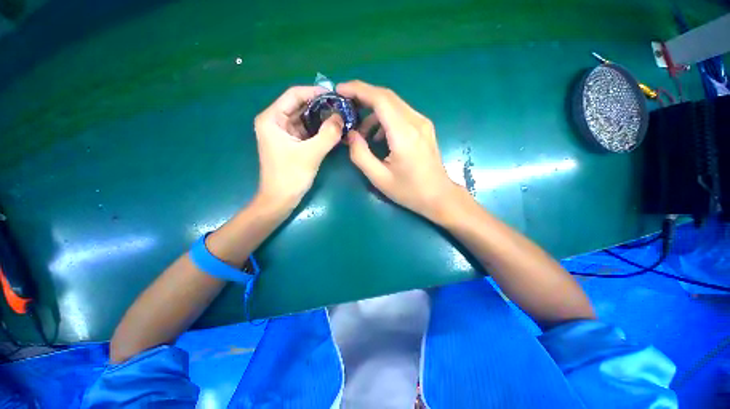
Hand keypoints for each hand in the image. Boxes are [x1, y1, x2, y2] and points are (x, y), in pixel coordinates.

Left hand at [254, 86, 342, 209]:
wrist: (280, 200)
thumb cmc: (290, 176)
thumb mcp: (311, 154)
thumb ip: (327, 134)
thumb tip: (341, 117)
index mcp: (272, 119)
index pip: (294, 95)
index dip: (315, 92)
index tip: (335, 95)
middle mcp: (275, 122)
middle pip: (300, 106)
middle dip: (321, 107)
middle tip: (342, 108)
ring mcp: (283, 133)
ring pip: (305, 119)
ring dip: (322, 119)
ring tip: (340, 118)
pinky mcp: (291, 144)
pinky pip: (307, 131)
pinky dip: (319, 131)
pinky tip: (333, 131)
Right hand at [339, 80, 459, 221]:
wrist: (439, 196)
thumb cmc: (409, 191)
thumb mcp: (379, 178)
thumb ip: (361, 155)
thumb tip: (350, 134)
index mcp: (404, 134)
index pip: (380, 99)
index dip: (358, 90)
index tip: (339, 90)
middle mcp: (416, 122)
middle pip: (387, 97)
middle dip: (363, 97)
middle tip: (345, 106)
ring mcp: (423, 123)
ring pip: (394, 105)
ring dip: (373, 113)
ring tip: (361, 133)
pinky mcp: (424, 127)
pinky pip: (401, 114)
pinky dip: (385, 119)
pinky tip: (378, 137)